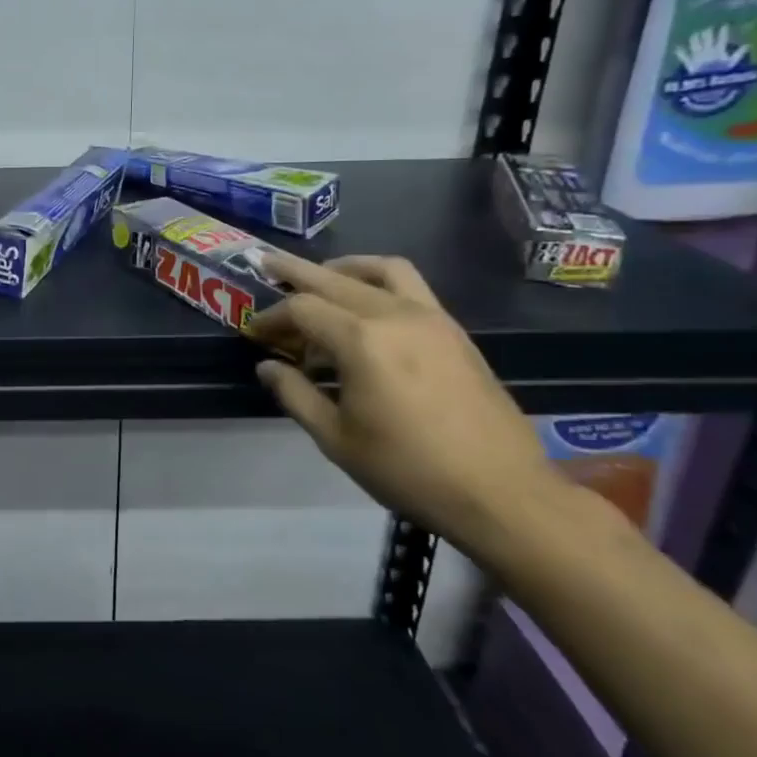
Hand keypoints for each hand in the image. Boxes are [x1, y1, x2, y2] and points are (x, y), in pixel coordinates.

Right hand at [246, 254, 572, 560]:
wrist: (501, 492)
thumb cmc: (408, 469)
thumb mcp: (336, 438)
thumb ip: (295, 394)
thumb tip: (268, 366)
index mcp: (361, 341)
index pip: (302, 309)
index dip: (272, 317)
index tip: (255, 333)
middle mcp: (395, 315)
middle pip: (335, 278)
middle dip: (296, 272)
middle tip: (266, 264)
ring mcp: (431, 318)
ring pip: (381, 269)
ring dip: (345, 267)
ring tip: (322, 276)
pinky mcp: (454, 331)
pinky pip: (411, 286)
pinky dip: (379, 281)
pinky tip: (367, 308)